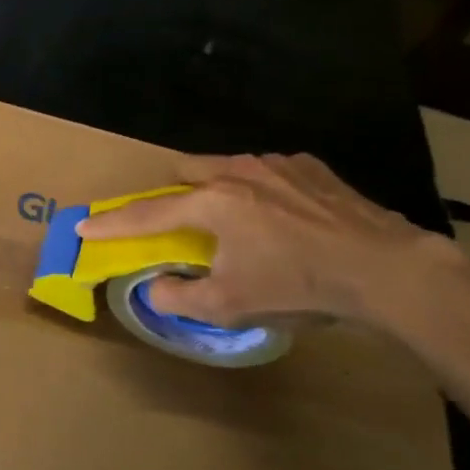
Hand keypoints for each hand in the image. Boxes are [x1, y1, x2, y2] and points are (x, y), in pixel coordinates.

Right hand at [74, 153, 465, 328]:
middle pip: (185, 172)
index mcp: (210, 204)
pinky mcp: (311, 167)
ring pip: (227, 168)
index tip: (84, 227)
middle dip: (171, 194)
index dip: (111, 224)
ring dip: (217, 190)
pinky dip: (260, 190)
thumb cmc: (298, 285)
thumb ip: (180, 296)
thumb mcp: (231, 304)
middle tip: (178, 223)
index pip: (146, 215)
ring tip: (237, 222)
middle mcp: (236, 173)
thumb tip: (154, 286)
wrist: (385, 269)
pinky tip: (282, 216)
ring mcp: (276, 165)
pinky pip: (268, 171)